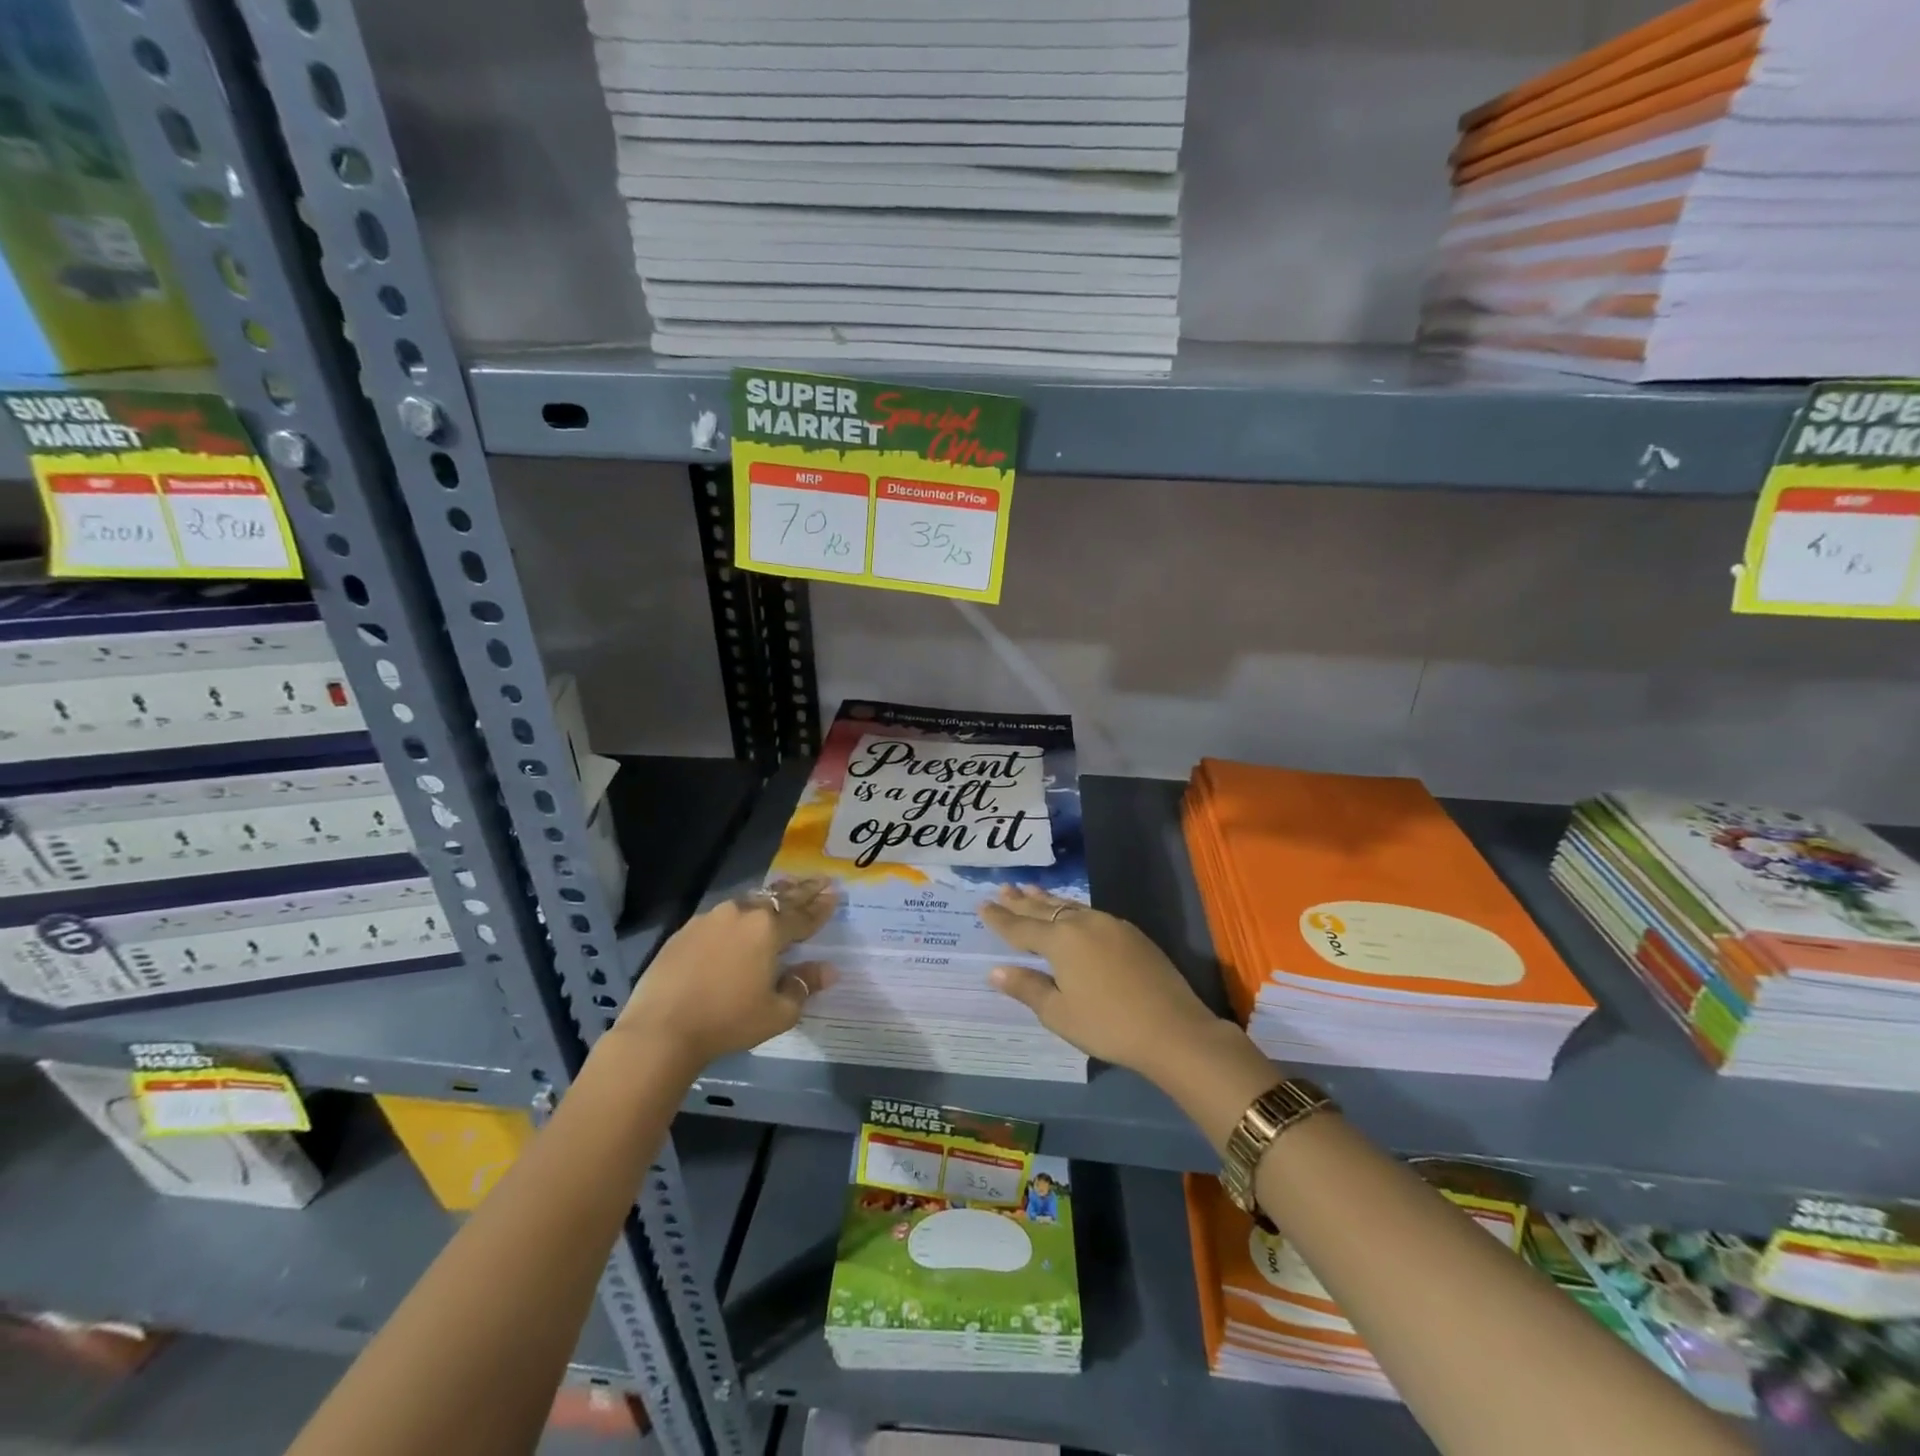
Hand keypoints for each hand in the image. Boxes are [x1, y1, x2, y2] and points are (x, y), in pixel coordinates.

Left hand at [616, 879, 836, 1072]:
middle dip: (802, 889)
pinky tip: (739, 921)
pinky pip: (722, 916)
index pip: (803, 915)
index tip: (835, 893)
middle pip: (779, 898)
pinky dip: (739, 915)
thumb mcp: (778, 1012)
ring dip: (769, 898)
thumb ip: (804, 985)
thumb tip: (828, 970)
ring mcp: (710, 919)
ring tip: (782, 892)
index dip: (821, 906)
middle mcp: (741, 913)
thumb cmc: (728, 1021)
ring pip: (749, 902)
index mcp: (768, 929)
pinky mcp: (686, 930)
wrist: (661, 1029)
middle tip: (819, 879)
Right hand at [980, 885, 1225, 1079]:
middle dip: (1022, 900)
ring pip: (1069, 906)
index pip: (1021, 927)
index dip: (1000, 918)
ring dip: (1047, 899)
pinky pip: (1090, 913)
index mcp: (1060, 940)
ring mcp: (1110, 924)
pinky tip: (1071, 913)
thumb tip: (995, 971)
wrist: (1172, 1028)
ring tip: (1031, 889)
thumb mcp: (1059, 1013)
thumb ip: (1027, 988)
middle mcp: (1082, 923)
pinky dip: (1071, 909)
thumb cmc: (1108, 1025)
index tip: (982, 904)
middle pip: (1044, 908)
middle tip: (1004, 887)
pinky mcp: (1131, 933)